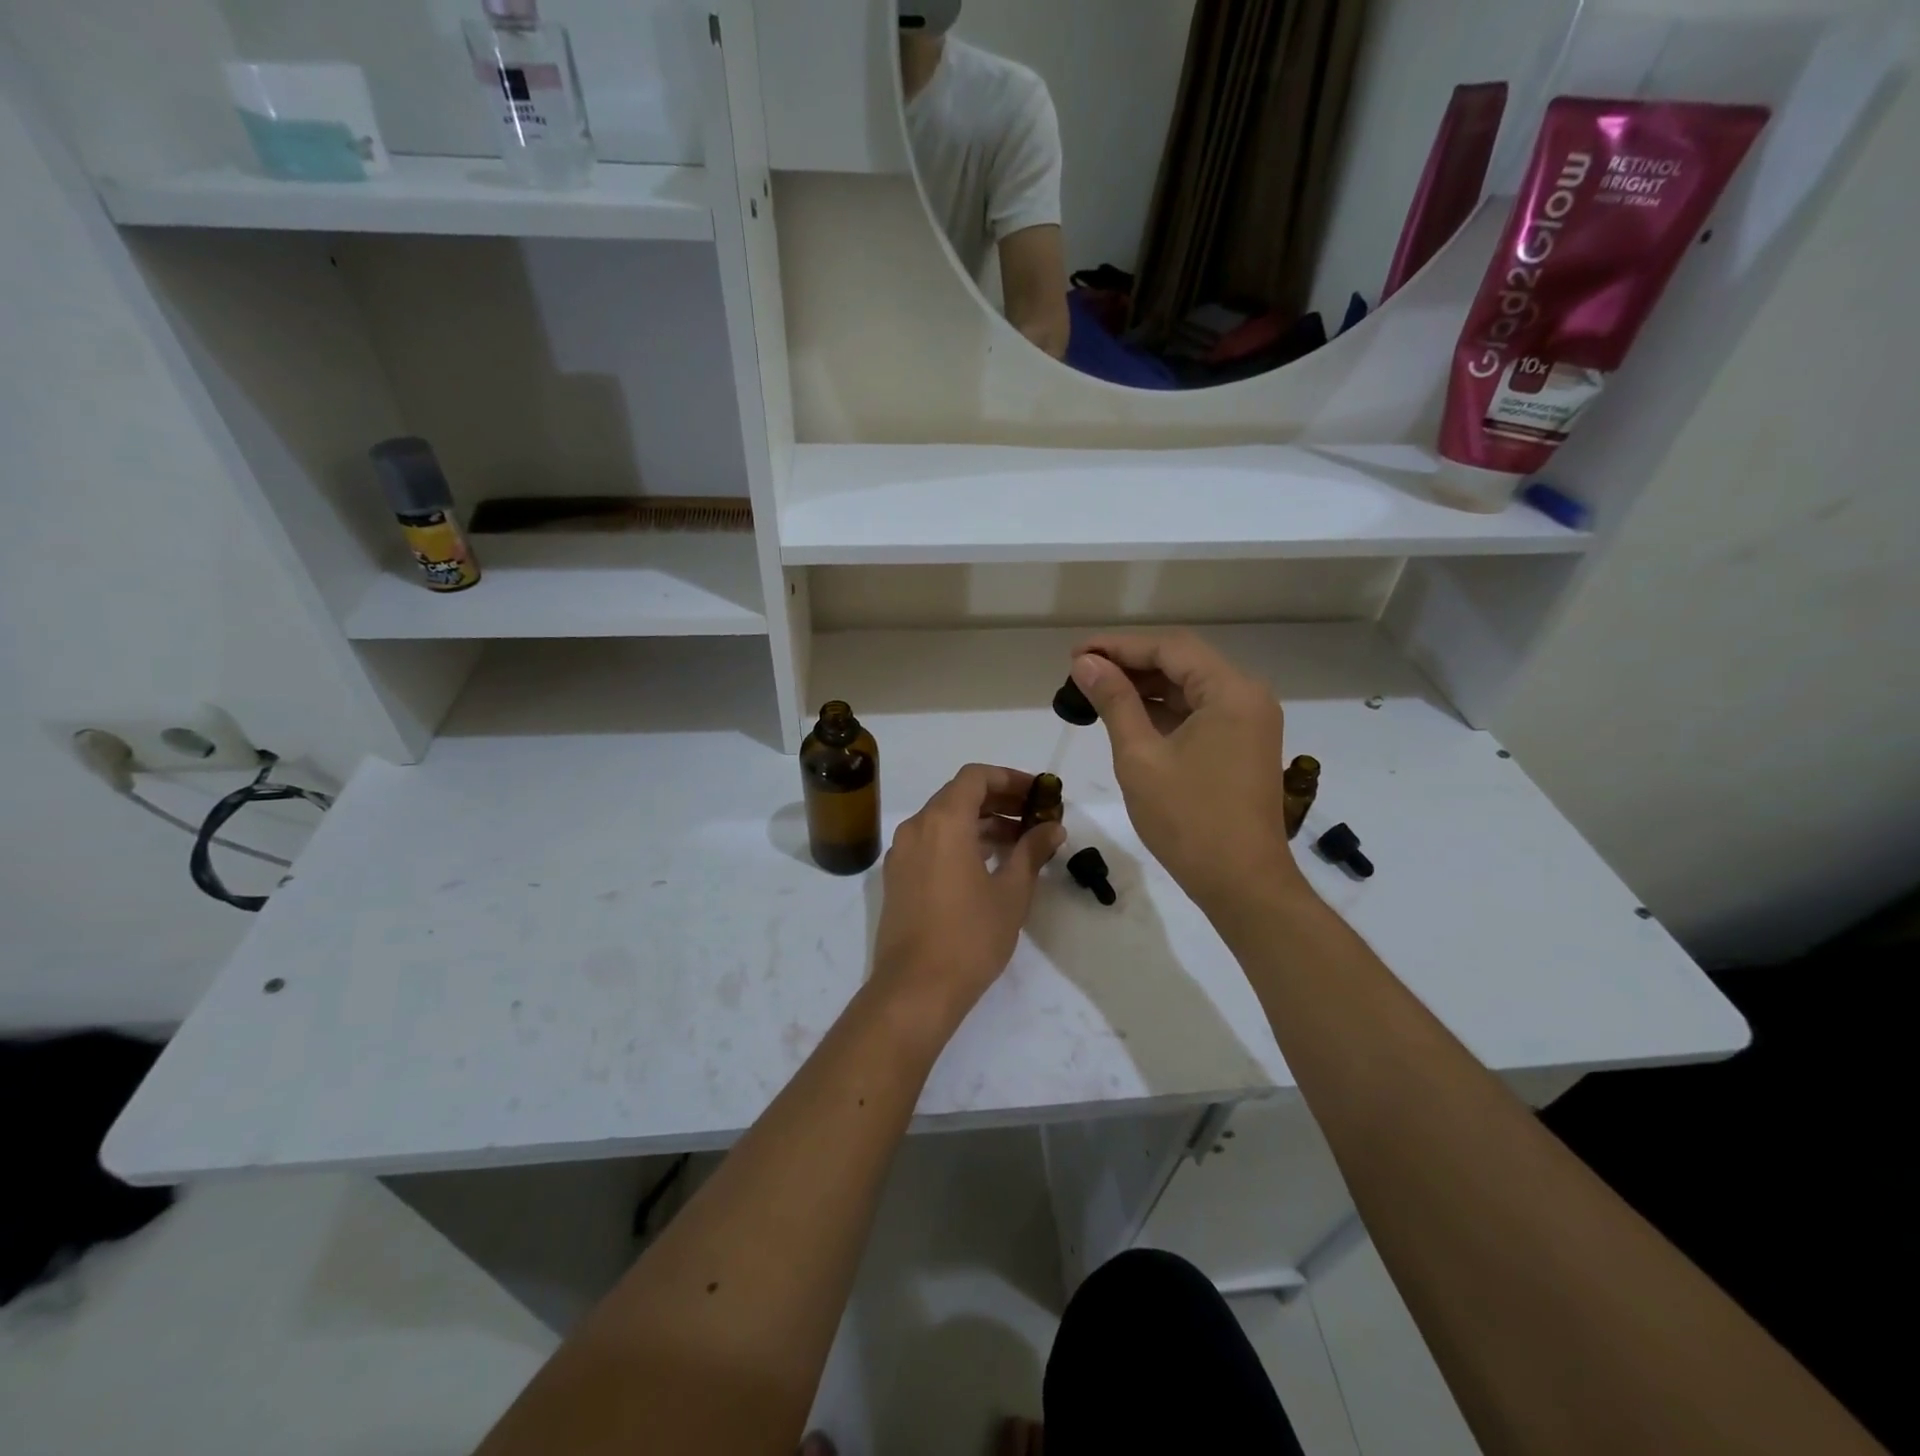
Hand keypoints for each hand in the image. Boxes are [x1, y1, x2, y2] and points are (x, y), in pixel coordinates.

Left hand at [870, 764, 1065, 1034]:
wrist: (915, 989)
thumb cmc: (970, 936)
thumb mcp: (1011, 892)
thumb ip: (1032, 851)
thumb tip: (1052, 828)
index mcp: (943, 821)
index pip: (976, 777)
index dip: (1010, 779)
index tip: (1038, 795)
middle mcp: (916, 827)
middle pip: (958, 795)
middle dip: (998, 800)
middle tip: (1034, 817)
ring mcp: (901, 853)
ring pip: (943, 820)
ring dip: (980, 823)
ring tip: (1018, 843)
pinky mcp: (897, 877)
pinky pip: (931, 842)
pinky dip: (959, 841)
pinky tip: (987, 864)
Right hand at [1070, 631, 1302, 910]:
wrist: (1242, 883)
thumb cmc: (1188, 820)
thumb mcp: (1140, 756)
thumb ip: (1114, 701)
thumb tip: (1085, 663)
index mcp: (1231, 691)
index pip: (1170, 648)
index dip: (1119, 646)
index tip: (1075, 654)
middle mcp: (1247, 696)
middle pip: (1183, 662)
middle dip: (1130, 663)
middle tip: (1080, 672)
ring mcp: (1248, 722)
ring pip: (1189, 687)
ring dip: (1145, 687)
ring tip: (1095, 692)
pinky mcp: (1242, 745)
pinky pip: (1199, 713)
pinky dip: (1163, 711)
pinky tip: (1127, 716)